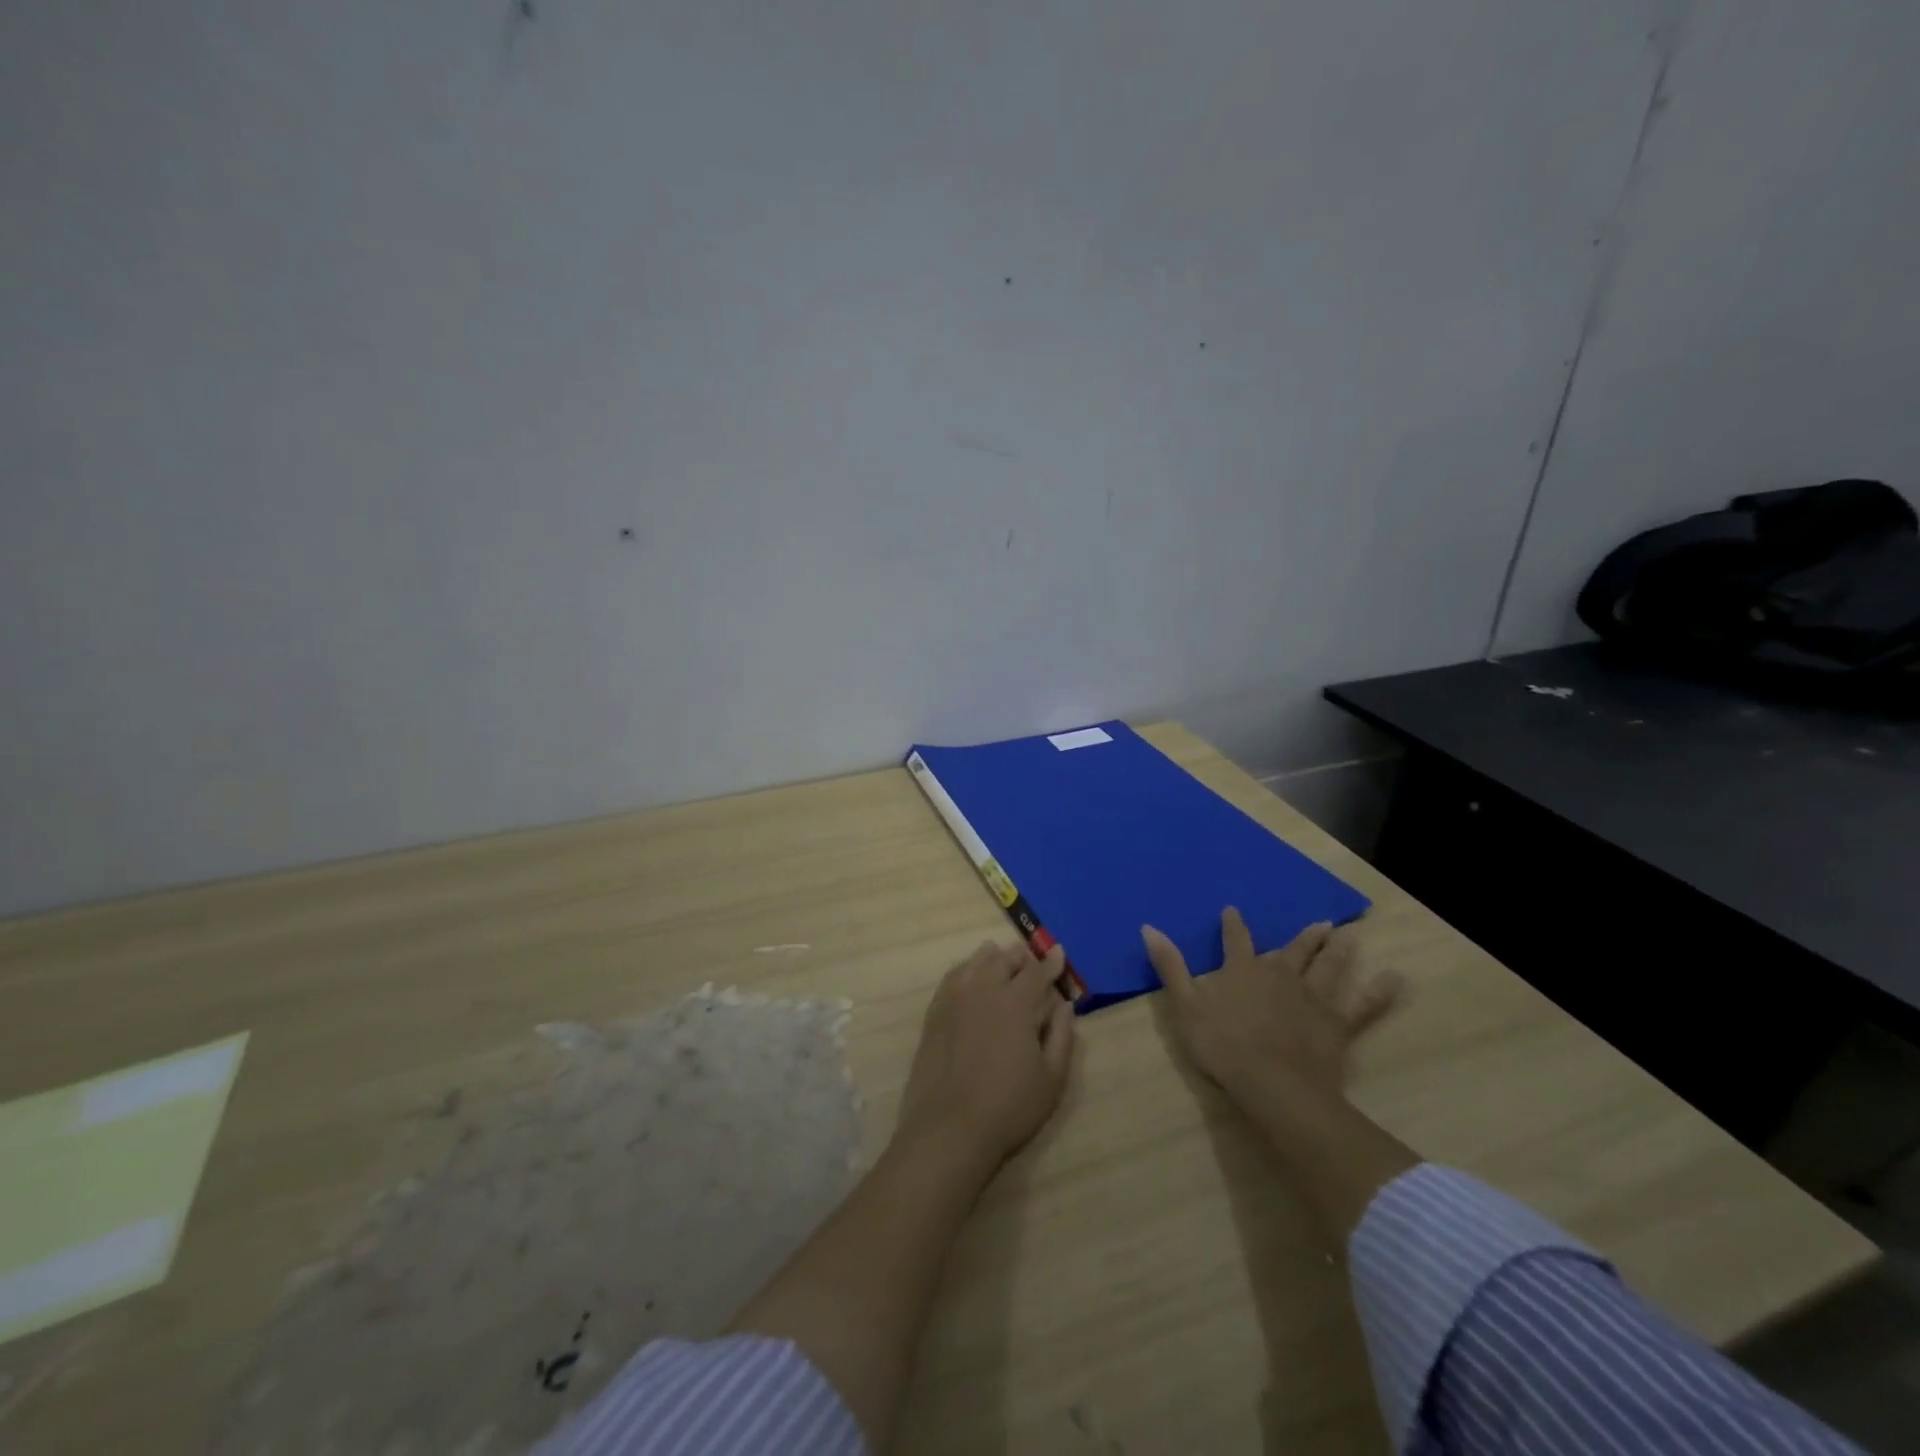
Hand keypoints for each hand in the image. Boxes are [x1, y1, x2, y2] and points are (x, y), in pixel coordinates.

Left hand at [897, 941, 1076, 1170]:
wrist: (949, 1127)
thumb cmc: (1009, 1106)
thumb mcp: (1051, 1078)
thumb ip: (1062, 1035)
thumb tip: (1064, 1004)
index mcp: (1017, 1003)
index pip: (1038, 972)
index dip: (1051, 962)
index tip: (1059, 952)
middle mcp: (985, 990)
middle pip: (1005, 960)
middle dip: (1022, 957)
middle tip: (1031, 958)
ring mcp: (956, 998)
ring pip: (977, 962)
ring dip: (993, 957)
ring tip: (1000, 956)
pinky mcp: (935, 1011)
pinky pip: (953, 976)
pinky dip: (966, 968)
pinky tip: (969, 973)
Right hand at [1143, 910, 1401, 1113]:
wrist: (1274, 1085)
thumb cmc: (1223, 1046)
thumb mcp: (1185, 1006)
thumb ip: (1169, 966)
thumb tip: (1149, 927)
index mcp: (1242, 971)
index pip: (1236, 940)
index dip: (1234, 925)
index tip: (1233, 910)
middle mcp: (1280, 975)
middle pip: (1294, 950)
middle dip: (1305, 937)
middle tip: (1322, 923)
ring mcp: (1312, 998)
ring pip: (1328, 968)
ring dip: (1338, 951)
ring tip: (1349, 936)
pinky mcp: (1337, 1024)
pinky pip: (1363, 1006)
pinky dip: (1379, 992)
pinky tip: (1395, 979)